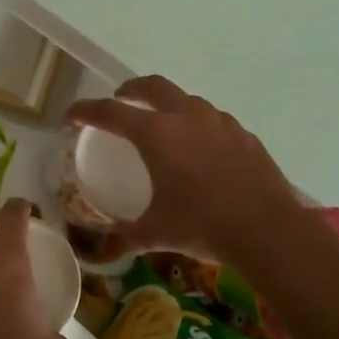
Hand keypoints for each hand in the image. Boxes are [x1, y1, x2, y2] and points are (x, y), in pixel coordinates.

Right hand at [64, 76, 300, 263]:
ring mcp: (220, 122)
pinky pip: (214, 121)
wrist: (266, 229)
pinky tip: (201, 150)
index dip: (85, 111)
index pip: (110, 112)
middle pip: (152, 86)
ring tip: (163, 125)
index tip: (71, 117)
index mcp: (156, 134)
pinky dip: (199, 126)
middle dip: (130, 89)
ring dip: (168, 105)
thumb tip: (103, 252)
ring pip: (187, 100)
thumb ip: (125, 238)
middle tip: (120, 101)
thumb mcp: (155, 233)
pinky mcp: (244, 135)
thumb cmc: (201, 225)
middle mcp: (187, 117)